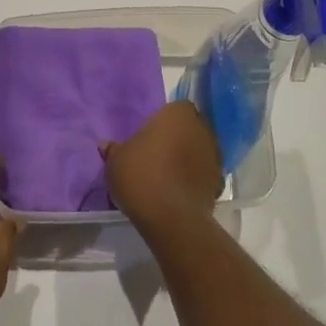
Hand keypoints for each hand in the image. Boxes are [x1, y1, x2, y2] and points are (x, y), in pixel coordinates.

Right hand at [100, 102, 222, 235]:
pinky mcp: (219, 183)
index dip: (164, 122)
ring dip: (188, 159)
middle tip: (158, 155)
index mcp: (177, 114)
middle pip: (190, 128)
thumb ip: (114, 150)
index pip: (175, 108)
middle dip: (178, 139)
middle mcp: (201, 128)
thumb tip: (106, 145)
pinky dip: (195, 181)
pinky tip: (178, 193)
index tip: (151, 136)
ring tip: (167, 177)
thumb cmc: (140, 175)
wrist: (170, 217)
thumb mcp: (116, 161)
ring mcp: (214, 156)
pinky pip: (204, 175)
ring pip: (199, 151)